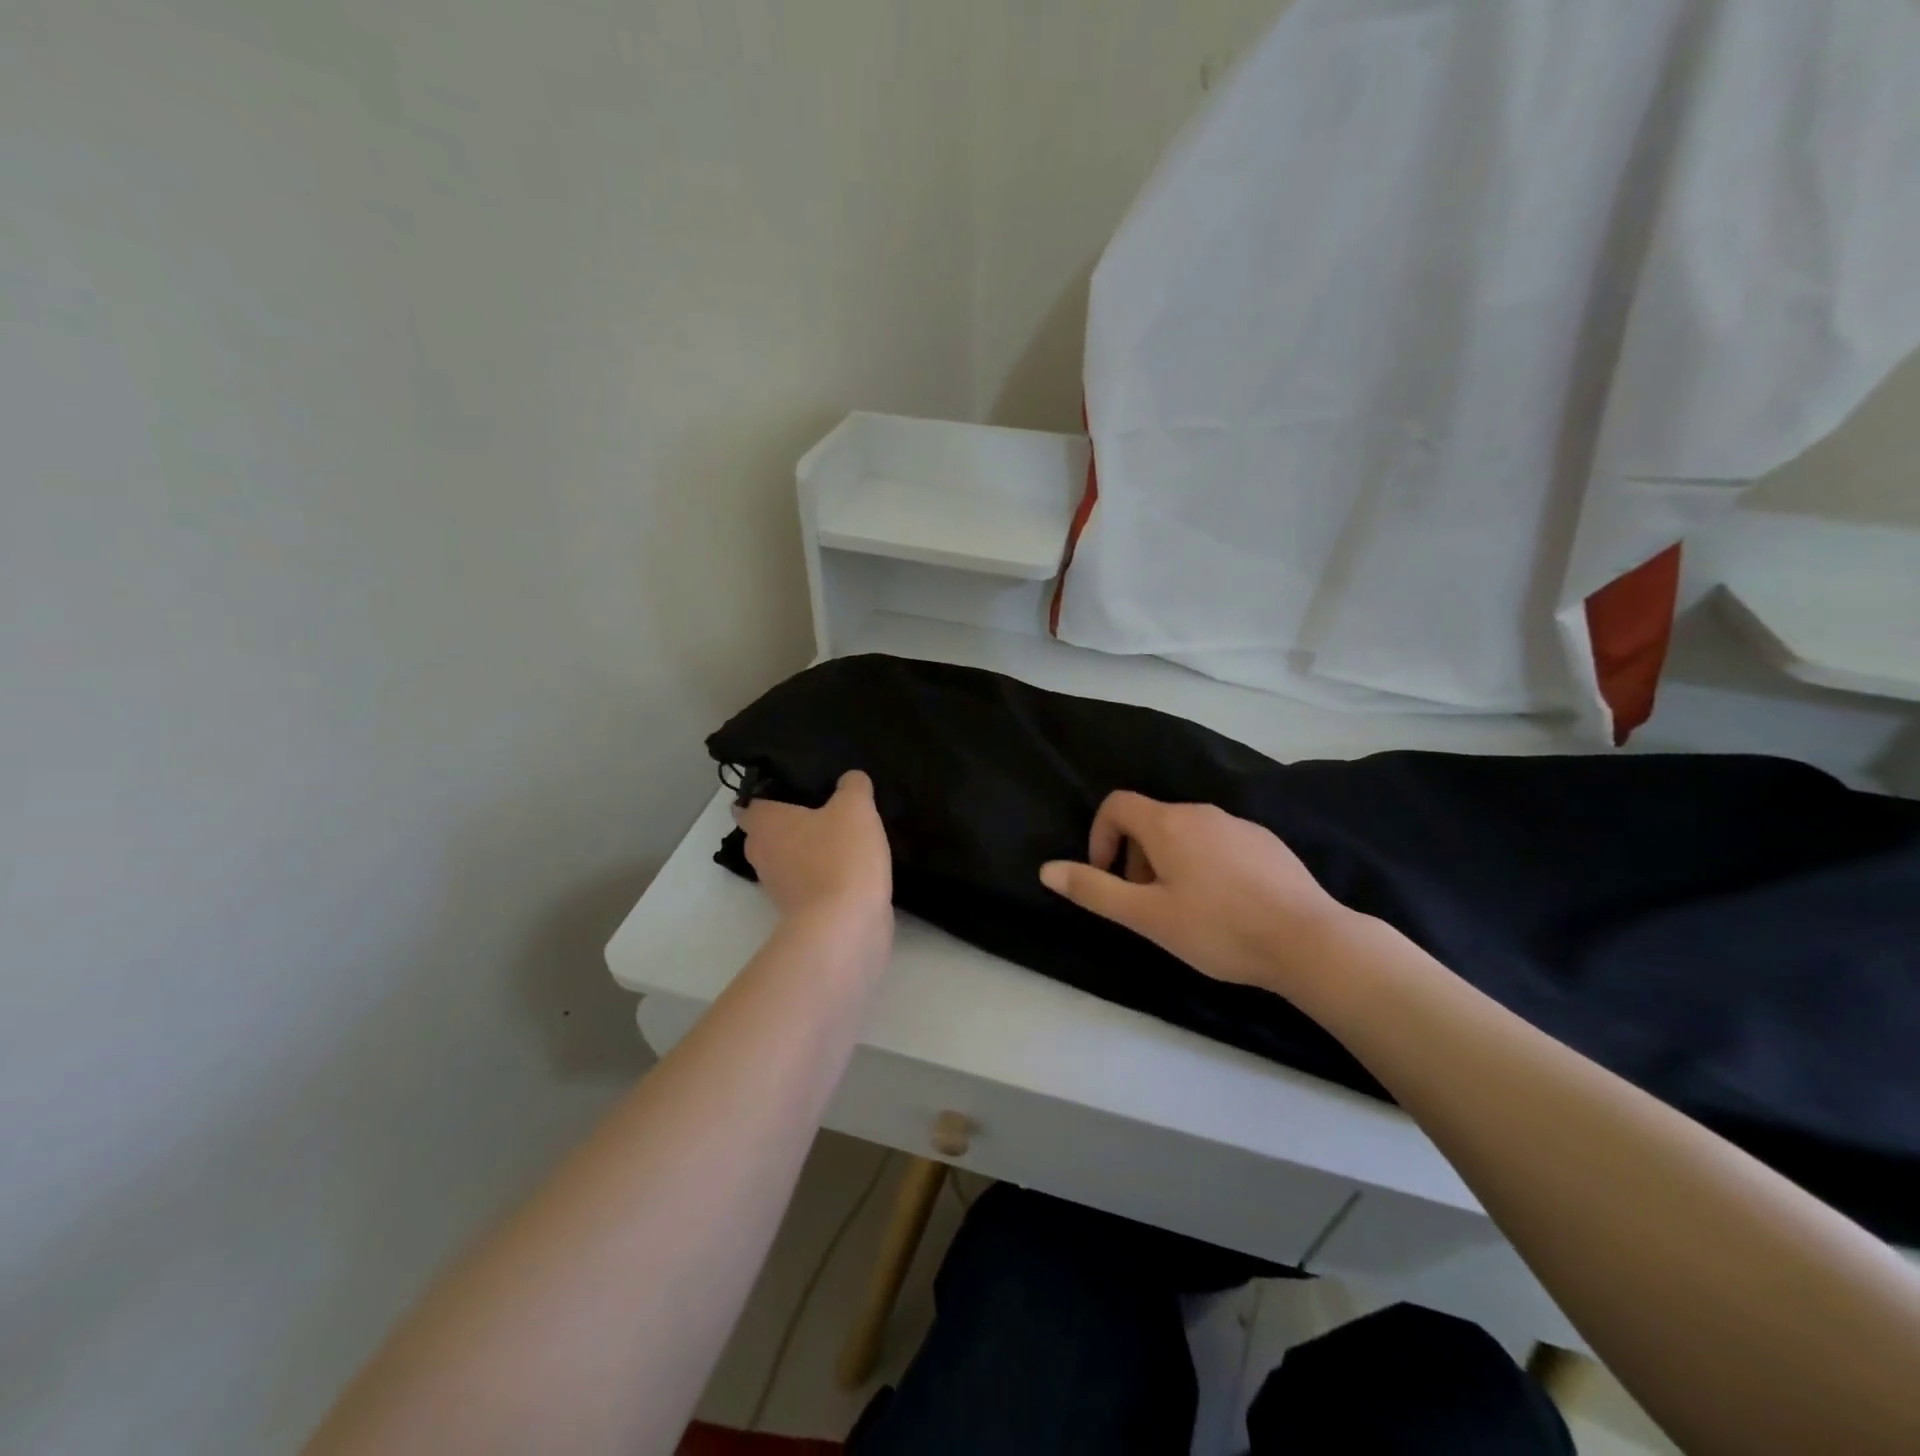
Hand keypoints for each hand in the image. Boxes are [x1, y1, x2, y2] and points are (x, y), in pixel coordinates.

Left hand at [738, 771, 891, 929]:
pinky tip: (850, 865)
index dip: (765, 793)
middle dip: (788, 822)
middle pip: (767, 833)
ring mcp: (779, 888)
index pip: (749, 804)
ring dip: (806, 850)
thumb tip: (851, 779)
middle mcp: (763, 854)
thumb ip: (853, 786)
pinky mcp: (800, 912)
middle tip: (820, 806)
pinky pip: (807, 883)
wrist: (846, 925)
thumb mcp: (855, 807)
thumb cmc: (841, 856)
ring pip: (788, 859)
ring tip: (839, 835)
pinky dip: (822, 875)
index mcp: (765, 824)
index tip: (789, 786)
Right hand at [1039, 791, 1356, 995]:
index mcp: (1168, 824)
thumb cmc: (1218, 928)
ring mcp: (1239, 825)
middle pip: (1150, 821)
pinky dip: (1205, 865)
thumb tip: (1047, 869)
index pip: (1116, 805)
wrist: (1309, 941)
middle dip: (1135, 858)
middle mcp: (1202, 813)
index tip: (1108, 877)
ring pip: (1186, 834)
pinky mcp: (1267, 843)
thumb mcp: (1146, 916)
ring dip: (1169, 864)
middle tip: (1146, 905)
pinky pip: (1219, 844)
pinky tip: (1225, 907)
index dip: (1100, 836)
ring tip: (1185, 911)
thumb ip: (1094, 890)